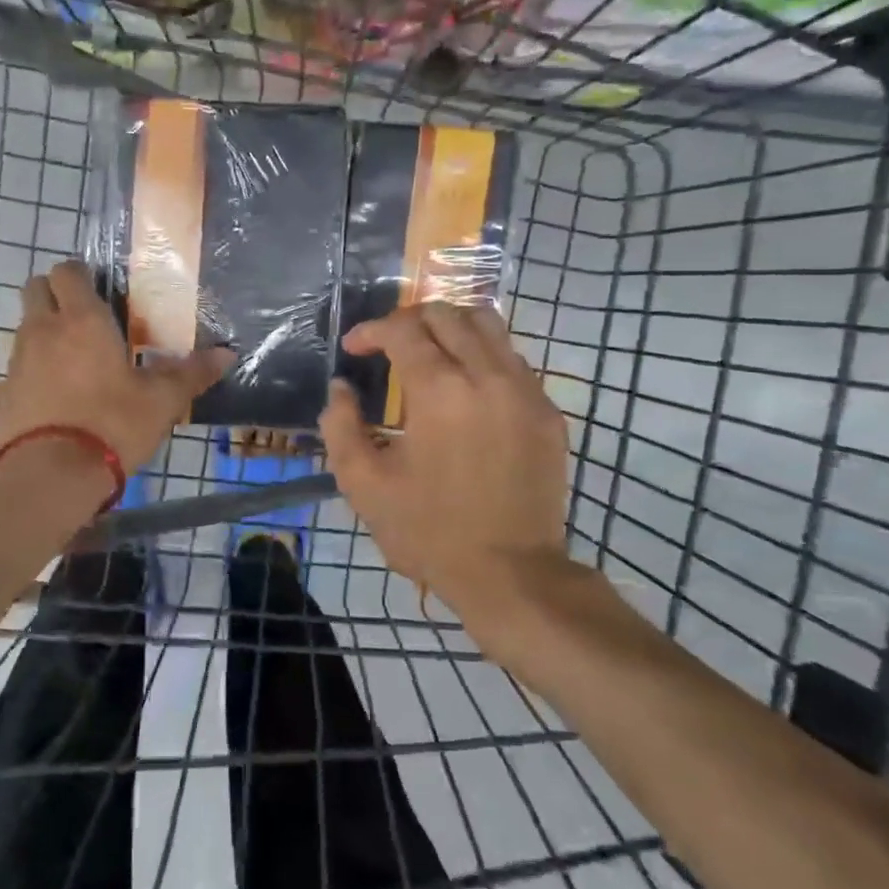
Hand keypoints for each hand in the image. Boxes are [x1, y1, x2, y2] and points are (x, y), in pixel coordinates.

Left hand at [0, 260, 232, 473]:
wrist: (51, 476)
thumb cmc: (113, 424)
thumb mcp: (162, 401)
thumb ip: (192, 373)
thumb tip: (227, 354)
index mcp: (82, 321)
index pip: (68, 271)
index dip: (81, 275)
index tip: (100, 292)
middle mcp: (42, 330)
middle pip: (34, 289)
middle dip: (54, 295)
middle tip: (83, 320)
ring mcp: (16, 362)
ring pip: (24, 330)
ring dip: (43, 335)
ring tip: (72, 365)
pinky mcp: (1, 395)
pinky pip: (14, 373)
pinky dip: (30, 377)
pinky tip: (52, 402)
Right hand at [320, 303, 571, 634]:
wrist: (510, 574)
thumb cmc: (428, 531)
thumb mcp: (364, 486)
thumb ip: (341, 427)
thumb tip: (340, 388)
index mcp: (439, 391)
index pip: (403, 330)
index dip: (370, 331)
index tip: (354, 349)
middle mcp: (487, 376)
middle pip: (448, 314)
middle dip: (409, 321)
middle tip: (388, 345)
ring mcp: (526, 391)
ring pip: (489, 326)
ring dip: (450, 328)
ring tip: (429, 353)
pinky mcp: (548, 412)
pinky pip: (513, 360)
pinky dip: (482, 356)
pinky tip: (466, 387)